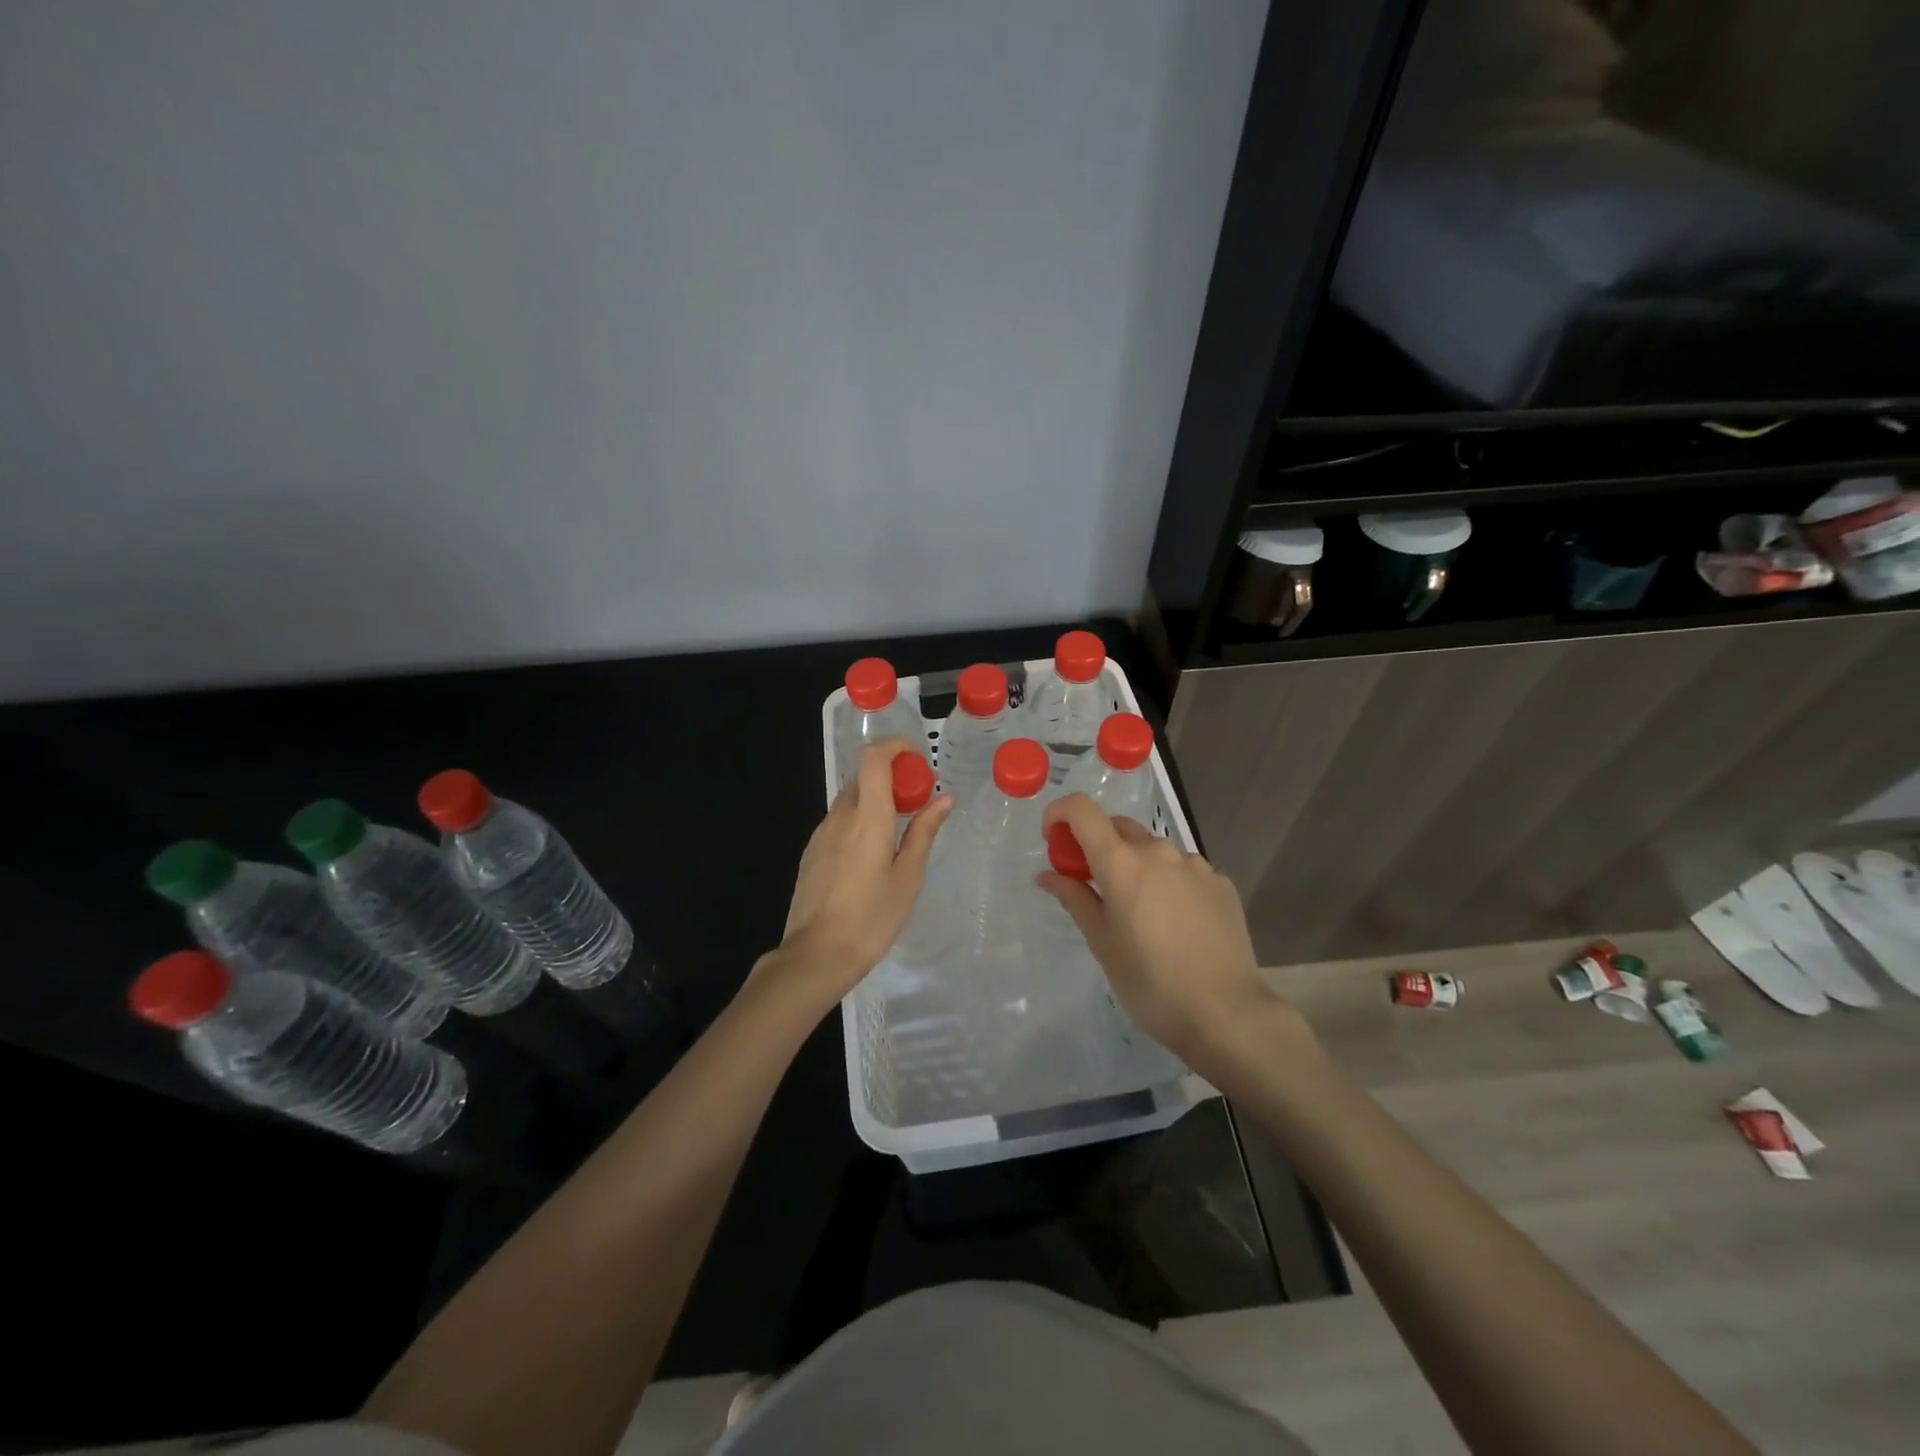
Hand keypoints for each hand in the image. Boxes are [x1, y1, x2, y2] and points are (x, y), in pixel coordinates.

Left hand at [773, 737, 953, 1007]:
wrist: (816, 956)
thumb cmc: (872, 918)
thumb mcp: (909, 877)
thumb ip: (925, 832)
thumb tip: (944, 798)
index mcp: (868, 817)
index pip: (873, 758)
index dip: (895, 746)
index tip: (918, 759)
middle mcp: (840, 816)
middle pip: (863, 775)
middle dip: (891, 775)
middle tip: (918, 799)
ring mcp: (821, 833)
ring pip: (850, 798)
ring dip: (875, 798)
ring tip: (899, 830)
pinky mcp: (812, 852)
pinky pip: (839, 821)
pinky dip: (860, 819)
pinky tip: (872, 854)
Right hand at [1036, 794, 1282, 1067]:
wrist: (1226, 1013)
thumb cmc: (1150, 983)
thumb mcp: (1102, 942)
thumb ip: (1074, 898)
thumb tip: (1048, 874)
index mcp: (1122, 862)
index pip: (1082, 809)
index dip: (1060, 814)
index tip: (1053, 840)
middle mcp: (1159, 851)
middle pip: (1117, 827)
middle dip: (1096, 844)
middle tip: (1091, 883)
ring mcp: (1195, 864)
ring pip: (1152, 848)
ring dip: (1135, 863)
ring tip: (1138, 910)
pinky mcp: (1221, 882)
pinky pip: (1183, 869)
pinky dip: (1167, 880)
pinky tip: (1174, 921)